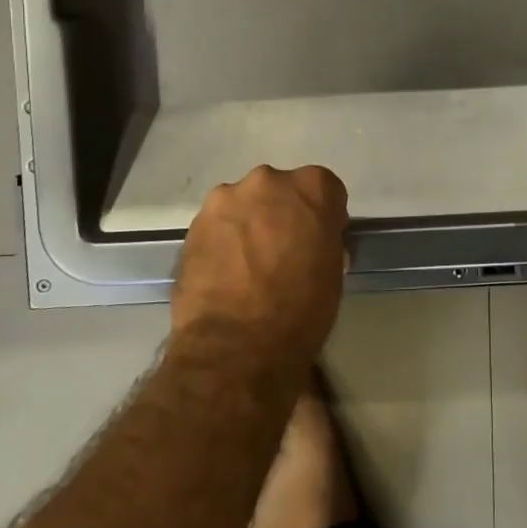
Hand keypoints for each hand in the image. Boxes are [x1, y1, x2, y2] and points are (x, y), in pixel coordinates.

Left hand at [174, 165, 349, 363]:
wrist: (236, 347)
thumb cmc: (301, 310)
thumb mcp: (332, 272)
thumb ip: (323, 241)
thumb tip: (312, 242)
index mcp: (311, 188)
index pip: (325, 189)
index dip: (323, 216)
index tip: (319, 240)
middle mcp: (268, 180)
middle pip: (280, 190)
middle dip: (282, 213)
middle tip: (282, 251)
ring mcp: (225, 199)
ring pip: (244, 205)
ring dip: (249, 225)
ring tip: (248, 265)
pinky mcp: (193, 224)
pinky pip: (218, 226)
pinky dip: (223, 241)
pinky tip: (225, 274)